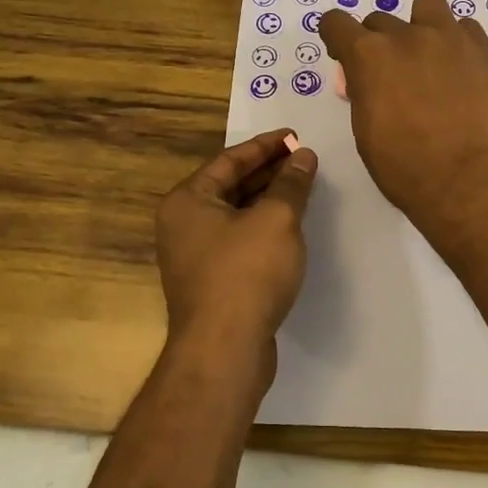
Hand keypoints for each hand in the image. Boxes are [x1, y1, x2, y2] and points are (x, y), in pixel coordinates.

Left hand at [156, 130, 318, 369]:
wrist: (224, 351)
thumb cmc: (247, 273)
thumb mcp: (276, 219)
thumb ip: (291, 183)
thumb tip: (304, 156)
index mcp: (188, 200)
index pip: (229, 159)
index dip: (266, 146)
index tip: (296, 136)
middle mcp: (183, 223)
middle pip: (230, 185)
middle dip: (268, 171)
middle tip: (304, 158)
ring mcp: (194, 255)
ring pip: (236, 213)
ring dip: (268, 198)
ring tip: (302, 186)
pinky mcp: (211, 281)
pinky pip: (238, 239)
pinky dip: (263, 226)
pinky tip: (290, 225)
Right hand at [318, 0, 487, 219]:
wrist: (466, 180)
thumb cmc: (404, 167)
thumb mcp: (365, 131)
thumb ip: (364, 92)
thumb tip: (367, 82)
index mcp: (368, 56)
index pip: (336, 22)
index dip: (336, 37)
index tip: (342, 54)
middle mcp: (406, 36)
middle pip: (380, 19)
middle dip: (379, 42)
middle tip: (391, 74)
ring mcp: (448, 38)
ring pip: (427, 3)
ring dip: (420, 22)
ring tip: (428, 52)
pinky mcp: (482, 50)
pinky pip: (465, 26)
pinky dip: (457, 39)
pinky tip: (459, 65)